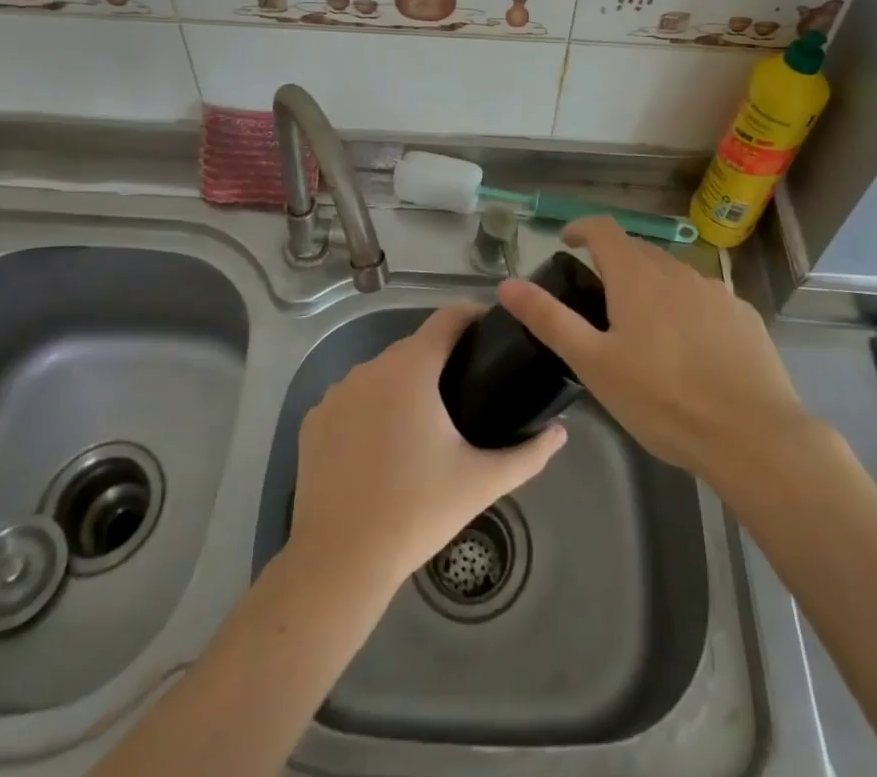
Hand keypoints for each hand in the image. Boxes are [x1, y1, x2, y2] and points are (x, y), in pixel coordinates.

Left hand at [287, 303, 566, 595]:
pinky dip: (370, 410)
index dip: (473, 316)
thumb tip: (561, 433)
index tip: (492, 330)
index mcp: (411, 368)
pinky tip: (382, 447)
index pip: (448, 318)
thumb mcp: (481, 482)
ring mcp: (337, 392)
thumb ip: (528, 454)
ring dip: (404, 385)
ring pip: (381, 374)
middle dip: (441, 360)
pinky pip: (352, 400)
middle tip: (467, 390)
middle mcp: (371, 367)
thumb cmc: (416, 511)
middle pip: (415, 347)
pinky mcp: (314, 419)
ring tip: (425, 423)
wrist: (339, 560)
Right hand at [498, 218, 809, 484]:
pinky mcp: (745, 316)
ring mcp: (716, 292)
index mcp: (637, 277)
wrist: (753, 436)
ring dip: (652, 286)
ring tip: (643, 327)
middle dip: (615, 262)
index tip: (567, 240)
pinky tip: (690, 349)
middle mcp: (678, 272)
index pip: (604, 230)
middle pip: (639, 251)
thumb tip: (507, 283)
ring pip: (674, 275)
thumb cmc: (663, 400)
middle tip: (599, 296)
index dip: (582, 227)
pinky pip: (705, 300)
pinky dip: (687, 309)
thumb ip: (549, 319)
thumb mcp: (594, 364)